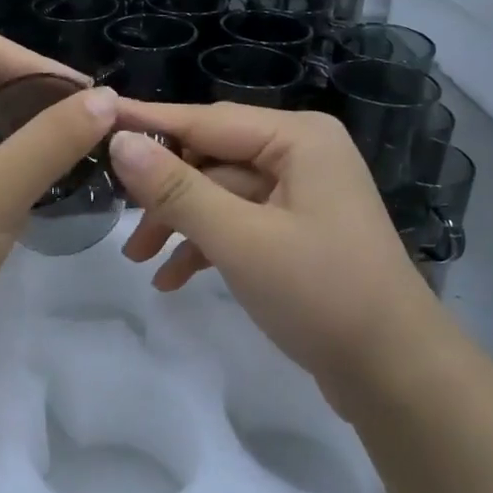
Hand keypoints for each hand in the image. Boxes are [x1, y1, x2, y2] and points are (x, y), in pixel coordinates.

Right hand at [107, 102, 434, 399]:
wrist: (395, 374)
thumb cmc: (321, 294)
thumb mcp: (240, 240)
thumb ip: (176, 189)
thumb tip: (121, 142)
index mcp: (298, 139)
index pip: (206, 121)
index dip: (149, 123)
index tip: (97, 118)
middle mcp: (301, 155)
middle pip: (212, 158)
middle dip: (165, 192)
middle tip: (117, 218)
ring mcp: (302, 195)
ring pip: (222, 195)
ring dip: (181, 224)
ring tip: (139, 259)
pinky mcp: (299, 232)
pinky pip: (240, 224)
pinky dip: (207, 246)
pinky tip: (173, 279)